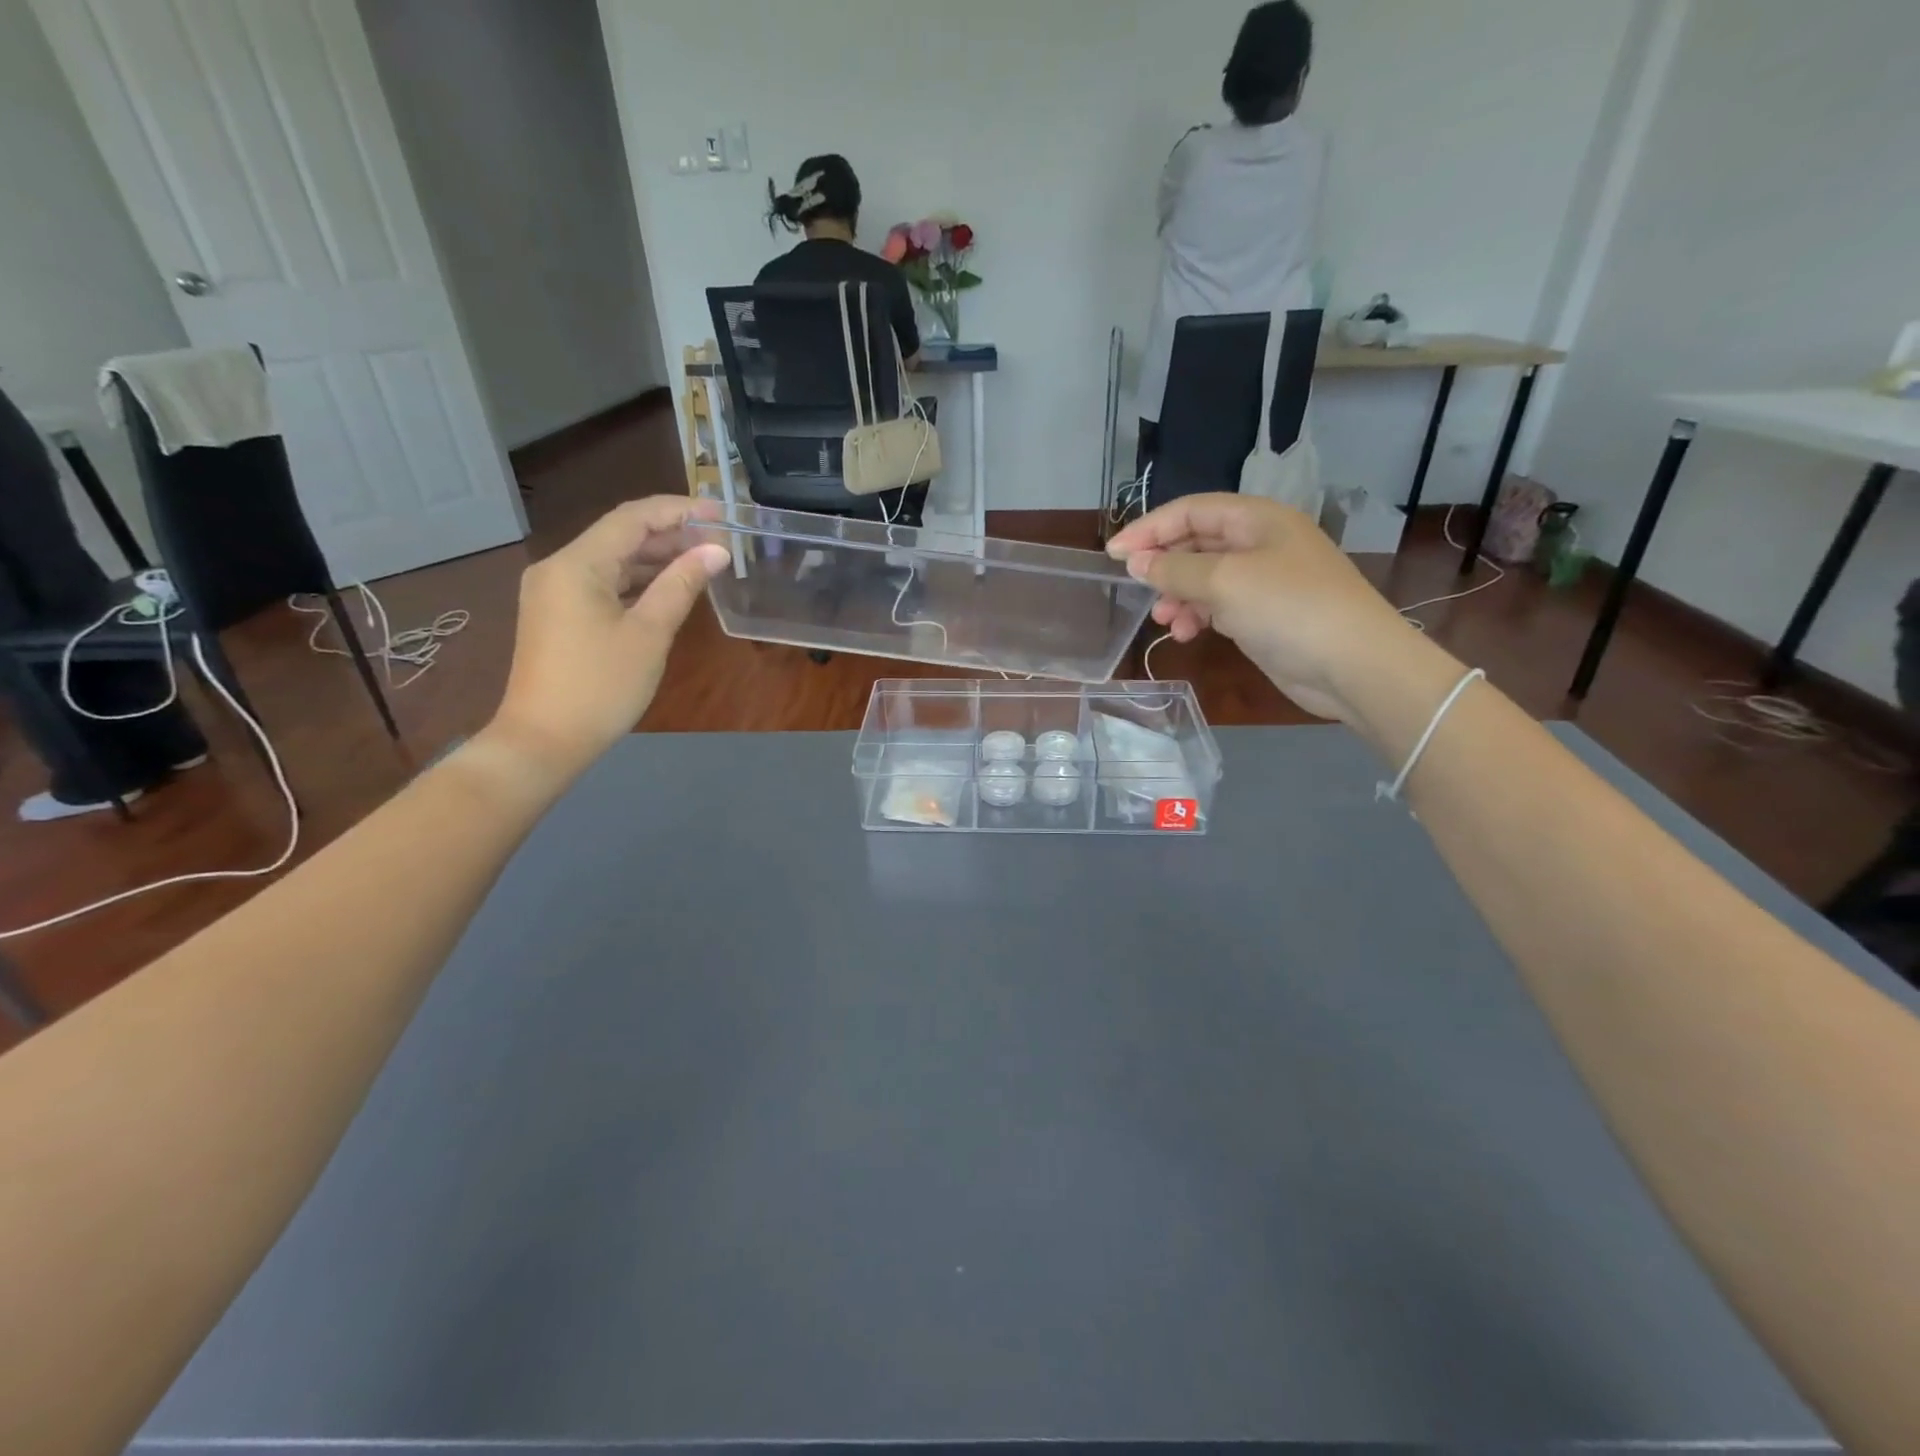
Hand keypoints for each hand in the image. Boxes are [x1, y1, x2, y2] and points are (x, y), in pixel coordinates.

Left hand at [490, 496, 728, 773]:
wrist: (543, 741)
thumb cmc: (600, 687)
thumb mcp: (649, 634)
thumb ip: (681, 585)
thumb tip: (715, 551)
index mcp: (576, 564)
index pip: (632, 518)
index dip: (679, 510)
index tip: (720, 513)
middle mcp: (558, 567)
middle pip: (620, 535)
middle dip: (670, 534)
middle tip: (718, 541)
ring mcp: (553, 591)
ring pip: (612, 560)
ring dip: (655, 558)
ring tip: (702, 561)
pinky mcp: (557, 614)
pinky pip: (602, 583)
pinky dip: (637, 581)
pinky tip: (669, 587)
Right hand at [1107, 494, 1413, 723]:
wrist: (1353, 664)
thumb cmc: (1288, 608)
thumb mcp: (1224, 582)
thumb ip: (1175, 569)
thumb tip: (1137, 562)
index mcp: (1257, 519)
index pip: (1190, 510)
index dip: (1149, 529)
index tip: (1114, 555)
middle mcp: (1260, 543)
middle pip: (1196, 542)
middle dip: (1164, 565)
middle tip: (1135, 589)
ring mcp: (1265, 580)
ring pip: (1204, 577)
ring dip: (1178, 595)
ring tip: (1164, 619)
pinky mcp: (1265, 614)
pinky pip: (1218, 605)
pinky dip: (1197, 616)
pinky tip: (1186, 634)